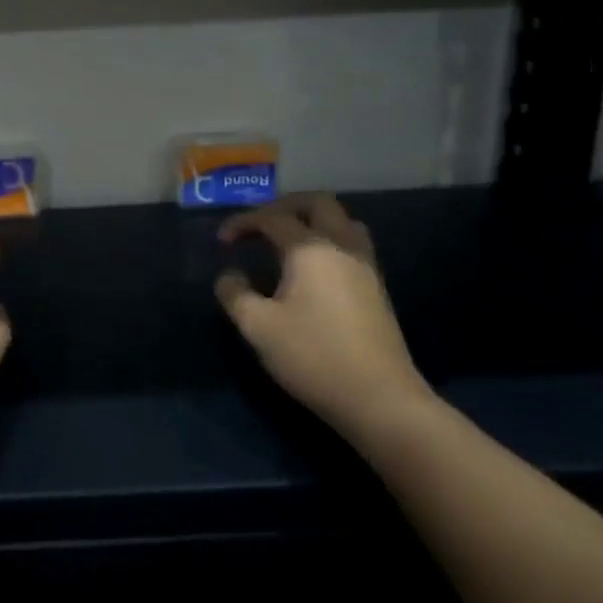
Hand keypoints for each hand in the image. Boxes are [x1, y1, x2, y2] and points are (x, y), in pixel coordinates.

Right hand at [215, 193, 430, 429]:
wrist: (380, 399)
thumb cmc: (313, 356)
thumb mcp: (258, 327)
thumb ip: (235, 294)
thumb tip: (229, 275)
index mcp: (310, 249)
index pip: (272, 218)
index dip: (243, 222)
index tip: (221, 241)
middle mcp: (342, 246)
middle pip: (318, 203)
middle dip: (284, 206)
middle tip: (260, 225)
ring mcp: (365, 266)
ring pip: (343, 222)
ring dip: (313, 221)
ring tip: (287, 242)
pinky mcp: (377, 289)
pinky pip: (352, 245)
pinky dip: (328, 242)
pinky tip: (312, 270)